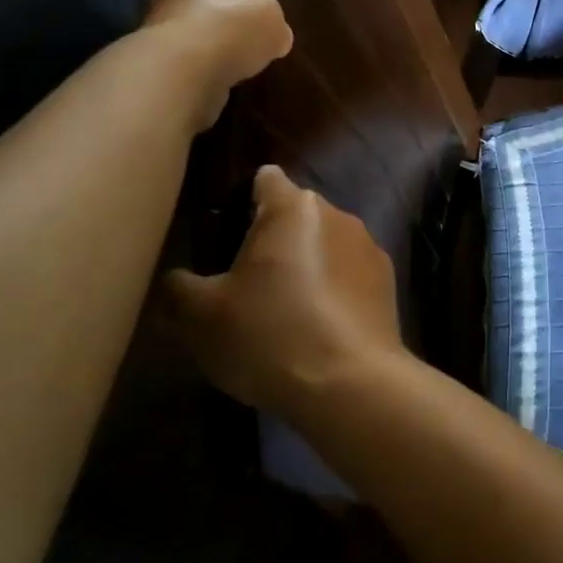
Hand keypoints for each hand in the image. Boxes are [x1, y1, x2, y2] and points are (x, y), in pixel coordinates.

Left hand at [142, 0, 291, 132]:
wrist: (186, 78)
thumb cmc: (228, 28)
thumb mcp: (272, 15)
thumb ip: (275, 20)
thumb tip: (277, 38)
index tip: (274, 0)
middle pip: (214, 3)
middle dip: (238, 20)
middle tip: (267, 35)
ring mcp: (161, 34)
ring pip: (206, 37)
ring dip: (225, 50)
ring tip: (255, 62)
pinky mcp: (163, 69)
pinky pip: (199, 66)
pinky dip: (216, 72)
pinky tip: (237, 81)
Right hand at [161, 166, 406, 418]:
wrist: (349, 383)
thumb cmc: (269, 335)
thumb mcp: (203, 317)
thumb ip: (179, 289)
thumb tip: (174, 282)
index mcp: (292, 207)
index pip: (265, 179)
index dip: (243, 200)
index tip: (227, 232)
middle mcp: (336, 213)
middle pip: (296, 214)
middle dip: (273, 239)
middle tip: (246, 282)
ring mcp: (368, 246)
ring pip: (326, 243)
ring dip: (307, 264)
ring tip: (284, 312)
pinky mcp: (388, 280)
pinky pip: (350, 273)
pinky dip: (334, 289)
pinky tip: (319, 329)